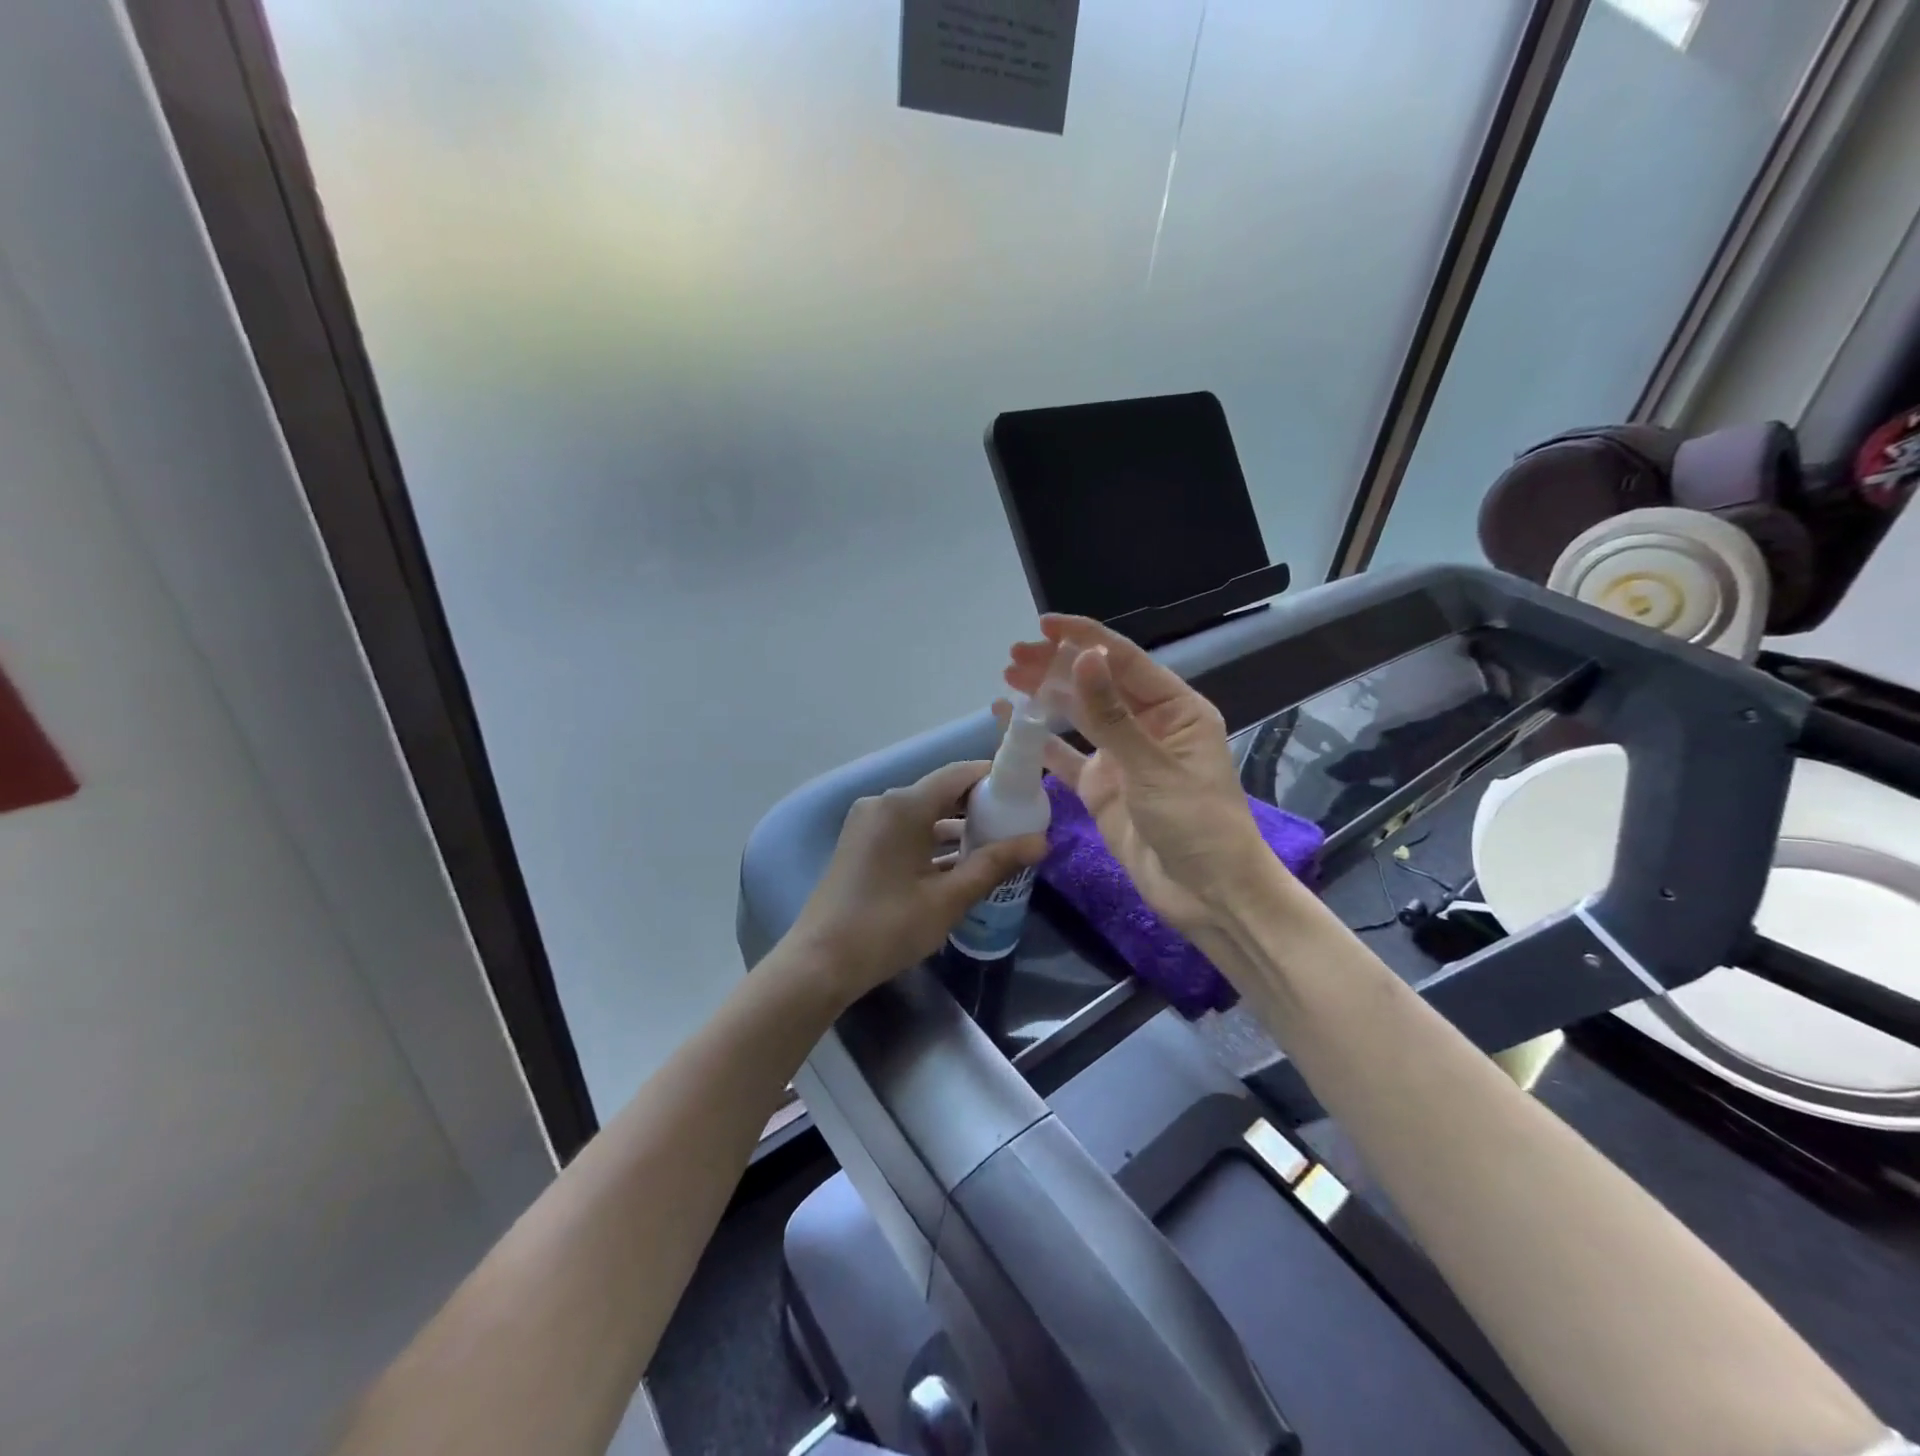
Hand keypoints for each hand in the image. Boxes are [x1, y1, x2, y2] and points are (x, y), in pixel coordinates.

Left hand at [787, 761, 1047, 1004]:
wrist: (820, 962)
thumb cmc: (888, 927)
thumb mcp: (948, 899)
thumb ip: (995, 864)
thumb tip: (1041, 842)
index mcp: (903, 806)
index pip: (958, 774)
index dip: (994, 778)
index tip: (1026, 793)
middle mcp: (883, 804)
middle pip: (941, 792)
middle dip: (980, 806)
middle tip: (1018, 823)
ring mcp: (868, 823)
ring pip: (924, 814)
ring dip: (957, 827)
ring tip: (998, 845)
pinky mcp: (861, 844)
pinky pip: (906, 830)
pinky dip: (933, 841)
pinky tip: (961, 863)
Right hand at [1001, 615, 1272, 934]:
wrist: (1207, 894)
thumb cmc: (1197, 824)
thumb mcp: (1153, 767)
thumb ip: (1111, 716)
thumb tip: (1082, 657)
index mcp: (1174, 710)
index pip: (1125, 661)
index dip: (1084, 639)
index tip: (1044, 626)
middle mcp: (1147, 726)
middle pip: (1096, 685)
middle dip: (1057, 667)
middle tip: (1013, 656)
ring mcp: (1122, 757)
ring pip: (1078, 717)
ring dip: (1046, 697)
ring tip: (1008, 678)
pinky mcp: (1102, 787)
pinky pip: (1066, 756)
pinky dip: (1040, 741)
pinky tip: (1012, 723)